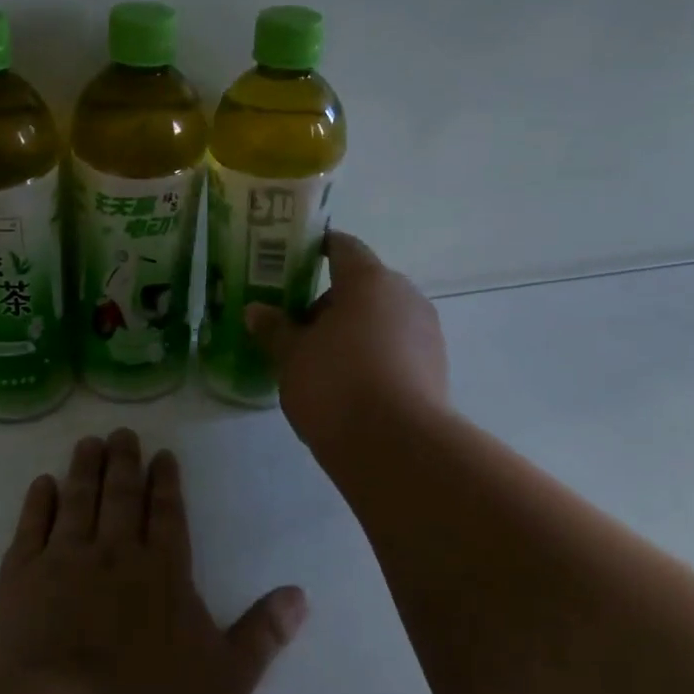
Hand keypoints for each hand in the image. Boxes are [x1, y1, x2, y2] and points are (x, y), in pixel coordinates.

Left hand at [0, 429, 307, 693]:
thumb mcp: (226, 680)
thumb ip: (262, 634)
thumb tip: (301, 594)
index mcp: (164, 572)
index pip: (168, 514)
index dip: (166, 483)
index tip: (162, 455)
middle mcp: (115, 554)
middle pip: (122, 497)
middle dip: (124, 463)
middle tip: (122, 433)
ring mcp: (64, 562)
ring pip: (78, 502)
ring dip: (85, 470)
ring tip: (88, 442)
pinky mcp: (20, 580)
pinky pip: (32, 529)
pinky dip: (38, 503)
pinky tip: (42, 485)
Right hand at [245, 231, 448, 457]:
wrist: (396, 446)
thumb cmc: (335, 385)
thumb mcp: (291, 357)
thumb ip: (274, 329)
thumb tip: (256, 311)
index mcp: (369, 280)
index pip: (342, 246)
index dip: (317, 249)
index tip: (293, 261)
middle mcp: (405, 296)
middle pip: (363, 286)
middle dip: (330, 303)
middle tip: (297, 328)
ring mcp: (427, 332)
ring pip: (381, 319)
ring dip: (352, 331)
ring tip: (320, 363)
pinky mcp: (436, 368)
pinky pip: (396, 348)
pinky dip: (372, 356)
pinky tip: (349, 386)